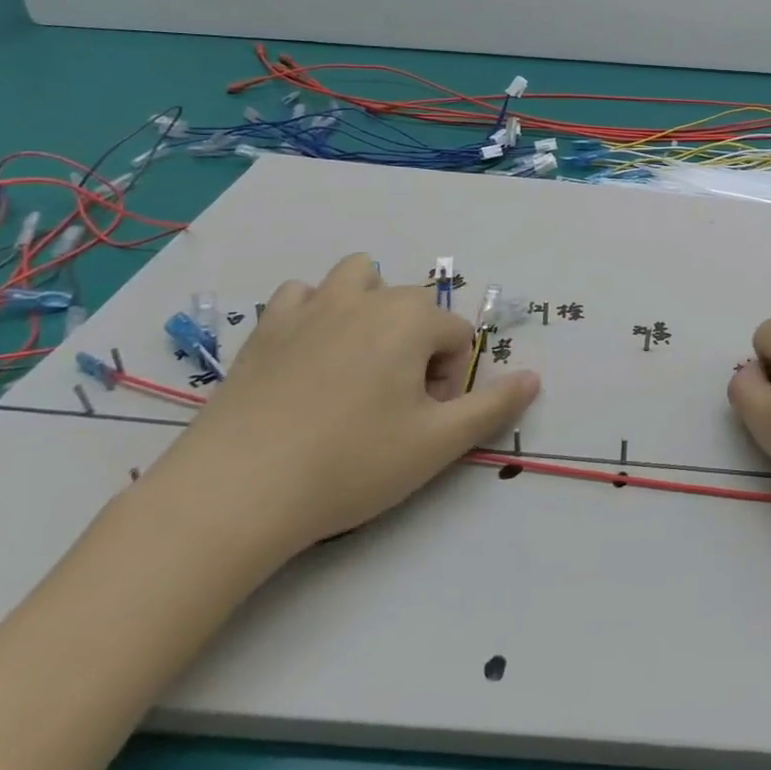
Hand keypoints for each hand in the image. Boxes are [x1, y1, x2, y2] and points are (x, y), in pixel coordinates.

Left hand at [147, 253, 540, 557]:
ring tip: (361, 360)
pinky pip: (301, 295)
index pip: (456, 337)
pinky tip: (310, 354)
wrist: (235, 493)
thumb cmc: (350, 464)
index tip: (424, 422)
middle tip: (397, 403)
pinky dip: (315, 311)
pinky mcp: (266, 328)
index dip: (451, 381)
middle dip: (419, 345)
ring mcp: (311, 307)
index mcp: (411, 320)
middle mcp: (366, 298)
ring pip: (358, 277)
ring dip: (371, 305)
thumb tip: (535, 378)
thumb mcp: (438, 444)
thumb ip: (494, 406)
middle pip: (415, 305)